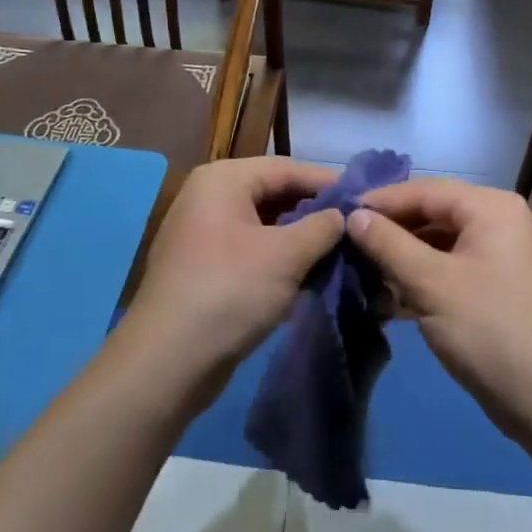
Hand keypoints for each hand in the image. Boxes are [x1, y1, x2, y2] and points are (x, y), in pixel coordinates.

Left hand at [124, 157, 341, 381]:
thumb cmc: (229, 291)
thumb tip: (343, 215)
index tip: (365, 199)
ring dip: (300, 239)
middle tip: (355, 228)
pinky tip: (309, 276)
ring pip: (264, 225)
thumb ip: (322, 227)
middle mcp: (209, 196)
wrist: (167, 363)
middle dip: (314, 213)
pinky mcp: (203, 267)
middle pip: (274, 194)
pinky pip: (251, 250)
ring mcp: (202, 233)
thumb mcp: (286, 255)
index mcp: (223, 179)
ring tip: (339, 253)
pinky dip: (279, 259)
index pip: (287, 168)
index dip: (328, 182)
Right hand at [346, 179, 531, 437]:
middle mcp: (498, 219)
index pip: (424, 190)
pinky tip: (388, 291)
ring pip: (439, 241)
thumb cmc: (487, 329)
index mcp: (490, 207)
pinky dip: (421, 275)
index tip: (338, 213)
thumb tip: (353, 215)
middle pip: (432, 212)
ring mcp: (499, 252)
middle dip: (390, 229)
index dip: (380, 201)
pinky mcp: (495, 283)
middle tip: (345, 241)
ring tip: (359, 266)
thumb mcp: (430, 284)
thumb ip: (388, 244)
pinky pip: (450, 265)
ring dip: (402, 255)